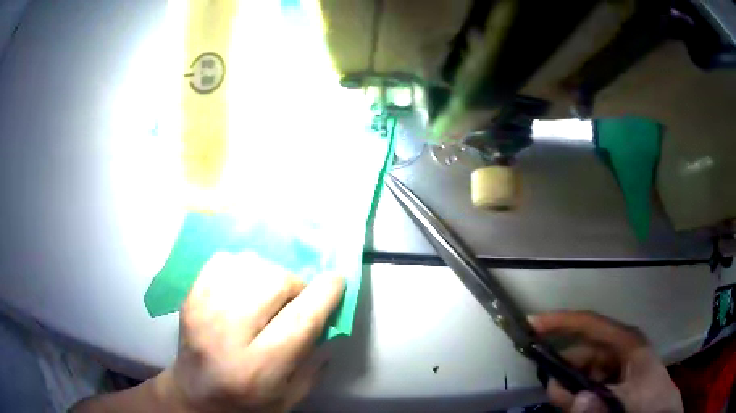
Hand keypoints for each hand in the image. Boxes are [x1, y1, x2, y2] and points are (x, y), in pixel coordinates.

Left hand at [156, 252, 344, 412]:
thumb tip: (330, 316)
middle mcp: (227, 335)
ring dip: (269, 274)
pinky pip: (223, 260)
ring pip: (249, 265)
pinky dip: (242, 267)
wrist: (196, 395)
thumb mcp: (291, 396)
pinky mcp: (190, 297)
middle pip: (272, 282)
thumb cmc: (248, 402)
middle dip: (294, 285)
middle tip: (294, 301)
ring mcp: (203, 310)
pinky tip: (244, 288)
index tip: (337, 280)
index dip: (324, 295)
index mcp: (258, 368)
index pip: (299, 320)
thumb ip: (315, 360)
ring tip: (267, 295)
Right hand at [529, 311, 682, 412]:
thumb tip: (570, 397)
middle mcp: (620, 350)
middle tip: (551, 393)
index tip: (532, 324)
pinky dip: (577, 395)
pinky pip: (588, 385)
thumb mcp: (627, 402)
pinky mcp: (613, 384)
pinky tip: (577, 406)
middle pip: (583, 352)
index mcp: (626, 343)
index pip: (590, 323)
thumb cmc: (652, 402)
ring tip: (564, 403)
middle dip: (563, 370)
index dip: (561, 321)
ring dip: (569, 387)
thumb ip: (599, 403)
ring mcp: (617, 368)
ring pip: (583, 372)